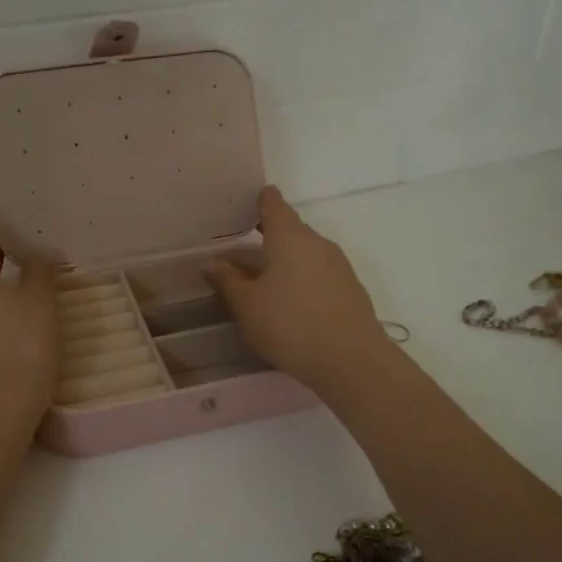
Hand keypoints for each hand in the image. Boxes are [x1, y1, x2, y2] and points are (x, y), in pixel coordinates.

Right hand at [203, 187, 393, 395]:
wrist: (350, 360)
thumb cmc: (290, 325)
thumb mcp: (247, 306)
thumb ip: (227, 281)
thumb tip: (210, 262)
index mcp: (289, 237)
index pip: (273, 203)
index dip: (259, 200)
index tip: (244, 205)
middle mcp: (318, 243)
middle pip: (292, 229)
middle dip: (270, 236)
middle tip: (244, 251)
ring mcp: (339, 266)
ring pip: (308, 253)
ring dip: (288, 261)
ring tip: (266, 281)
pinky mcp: (351, 289)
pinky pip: (321, 274)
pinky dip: (304, 280)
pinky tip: (293, 304)